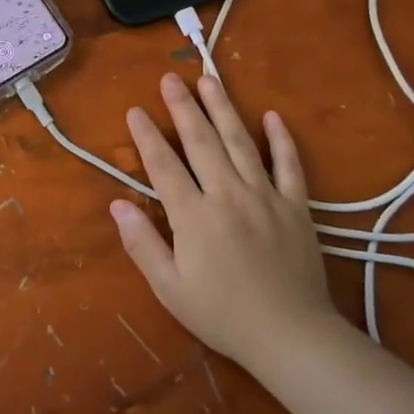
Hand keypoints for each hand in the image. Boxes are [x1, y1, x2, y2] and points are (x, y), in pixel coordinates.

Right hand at [113, 72, 333, 368]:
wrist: (291, 336)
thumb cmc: (223, 315)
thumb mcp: (171, 289)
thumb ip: (142, 244)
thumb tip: (117, 204)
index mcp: (194, 217)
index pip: (164, 166)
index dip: (147, 137)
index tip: (135, 110)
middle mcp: (228, 195)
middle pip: (202, 142)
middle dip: (183, 107)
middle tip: (170, 78)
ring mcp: (266, 196)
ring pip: (241, 143)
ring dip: (223, 109)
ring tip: (210, 79)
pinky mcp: (296, 206)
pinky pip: (289, 165)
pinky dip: (281, 140)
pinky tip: (272, 116)